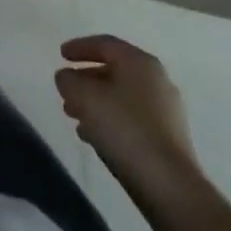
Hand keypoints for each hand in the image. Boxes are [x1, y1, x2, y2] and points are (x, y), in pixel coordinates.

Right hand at [56, 34, 203, 204]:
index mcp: (139, 62)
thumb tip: (67, 77)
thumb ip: (68, 80)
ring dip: (97, 103)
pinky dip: (112, 121)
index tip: (61, 56)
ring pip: (123, 97)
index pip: (105, 44)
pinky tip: (94, 137)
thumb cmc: (123, 129)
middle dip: (87, 79)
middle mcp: (157, 80)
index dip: (79, 47)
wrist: (169, 186)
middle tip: (67, 90)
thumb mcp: (83, 97)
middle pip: (114, 70)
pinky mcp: (169, 139)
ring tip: (75, 116)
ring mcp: (167, 111)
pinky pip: (133, 119)